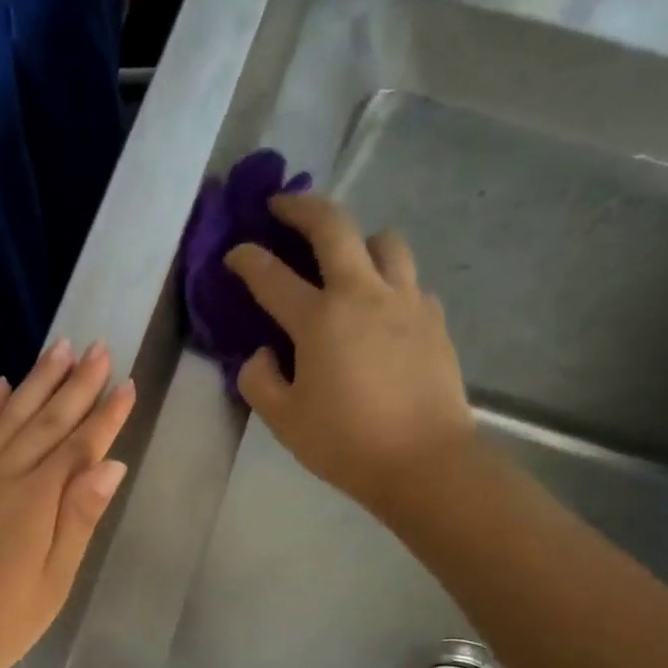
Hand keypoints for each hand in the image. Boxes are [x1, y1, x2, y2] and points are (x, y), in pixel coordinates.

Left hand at [0, 339, 135, 667]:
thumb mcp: (50, 585)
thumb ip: (78, 520)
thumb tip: (111, 465)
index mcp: (34, 501)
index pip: (79, 446)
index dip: (106, 415)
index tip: (128, 383)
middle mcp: (0, 476)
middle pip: (46, 421)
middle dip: (76, 383)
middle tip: (98, 347)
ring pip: (9, 417)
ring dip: (36, 381)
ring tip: (58, 348)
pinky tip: (2, 386)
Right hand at [227, 192, 474, 519]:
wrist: (424, 461)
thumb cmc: (344, 442)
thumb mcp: (283, 419)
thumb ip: (259, 379)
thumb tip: (264, 353)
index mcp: (319, 319)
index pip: (271, 275)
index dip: (246, 259)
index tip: (234, 253)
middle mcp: (363, 294)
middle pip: (334, 226)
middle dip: (302, 207)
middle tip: (283, 205)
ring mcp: (405, 301)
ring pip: (384, 242)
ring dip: (358, 241)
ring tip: (344, 261)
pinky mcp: (433, 319)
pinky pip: (409, 281)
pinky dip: (388, 282)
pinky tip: (379, 311)